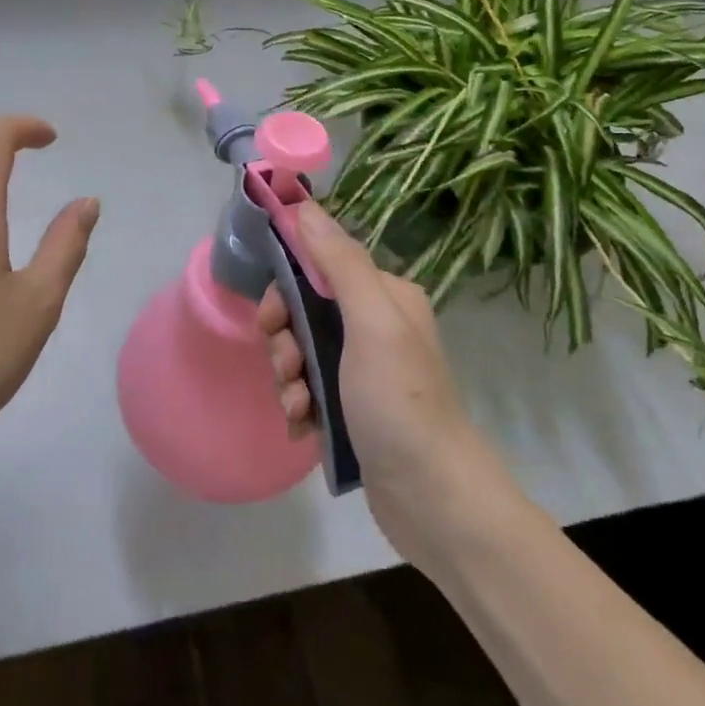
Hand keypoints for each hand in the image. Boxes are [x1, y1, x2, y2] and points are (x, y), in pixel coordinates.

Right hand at [259, 202, 496, 563]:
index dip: (287, 290)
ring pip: (303, 353)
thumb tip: (304, 206)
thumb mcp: (371, 323)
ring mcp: (365, 370)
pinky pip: (310, 390)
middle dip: (285, 341)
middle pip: (306, 311)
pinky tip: (303, 428)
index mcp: (385, 295)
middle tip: (288, 368)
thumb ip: (338, 262)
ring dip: (289, 378)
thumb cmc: (400, 401)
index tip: (272, 320)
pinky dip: (300, 405)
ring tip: (298, 408)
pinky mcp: (354, 408)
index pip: (319, 267)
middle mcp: (377, 325)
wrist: (433, 500)